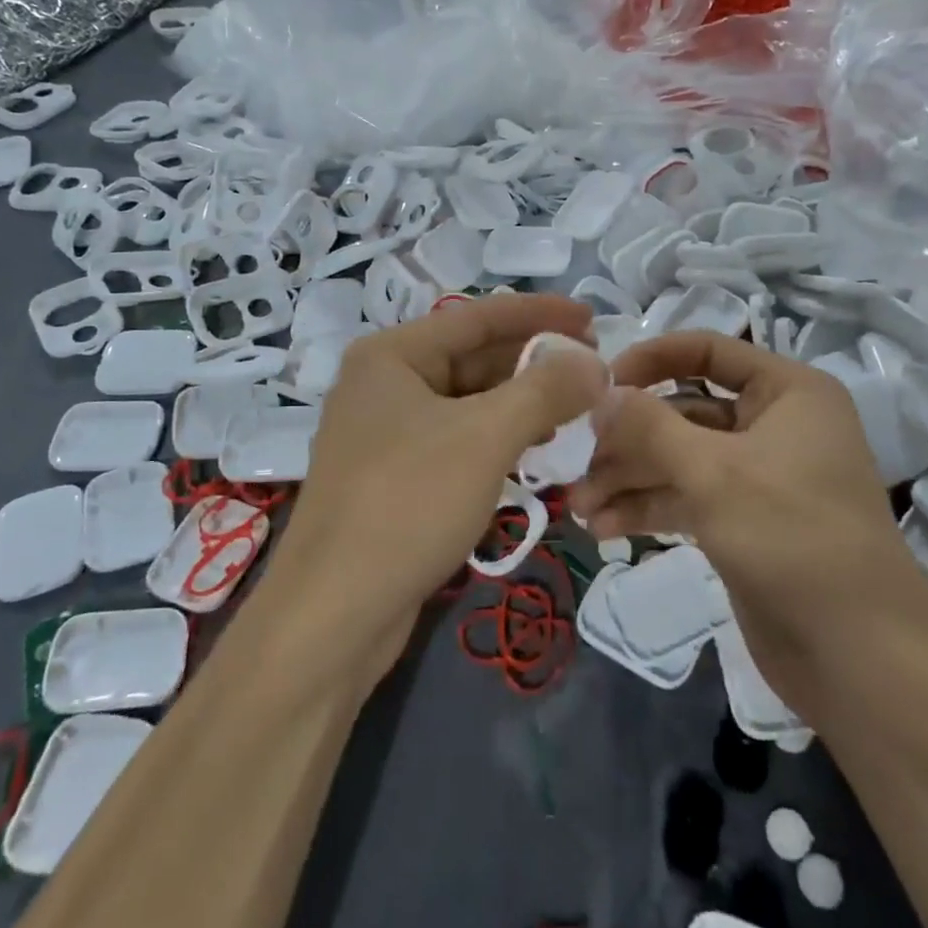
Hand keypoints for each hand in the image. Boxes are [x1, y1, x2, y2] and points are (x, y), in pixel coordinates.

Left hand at [259, 293, 606, 685]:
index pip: (478, 316)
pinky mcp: (394, 477)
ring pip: (468, 403)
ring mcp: (386, 433)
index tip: (593, 319)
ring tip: (577, 410)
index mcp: (392, 355)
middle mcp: (384, 384)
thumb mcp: (485, 437)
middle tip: (594, 369)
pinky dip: (499, 440)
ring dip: (522, 404)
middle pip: (473, 357)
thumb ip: (544, 391)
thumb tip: (594, 363)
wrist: (333, 614)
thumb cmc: (408, 504)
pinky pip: (458, 441)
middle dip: (535, 363)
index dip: (540, 313)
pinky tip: (537, 452)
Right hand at [567, 332, 927, 710]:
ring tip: (580, 507)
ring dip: (629, 479)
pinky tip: (604, 528)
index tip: (599, 386)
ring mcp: (758, 477)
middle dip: (629, 439)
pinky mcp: (743, 523)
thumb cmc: (792, 538)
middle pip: (684, 412)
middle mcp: (774, 425)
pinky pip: (686, 499)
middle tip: (577, 462)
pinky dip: (647, 508)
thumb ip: (649, 426)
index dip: (650, 360)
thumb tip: (600, 393)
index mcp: (787, 392)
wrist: (860, 658)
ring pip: (679, 460)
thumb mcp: (713, 472)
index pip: (707, 350)